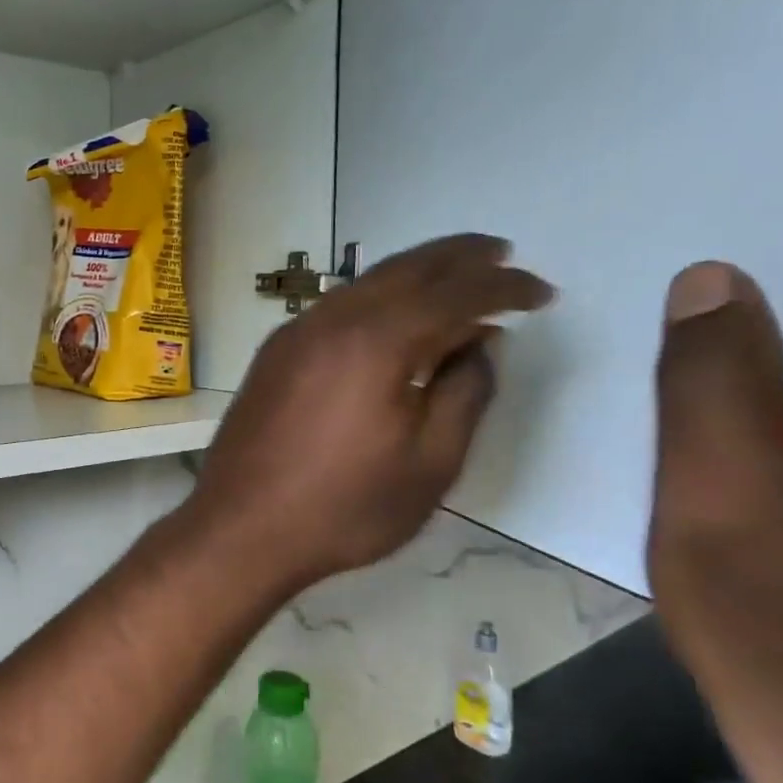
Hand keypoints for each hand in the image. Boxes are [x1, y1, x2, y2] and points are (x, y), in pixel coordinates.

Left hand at [182, 234, 552, 594]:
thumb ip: (465, 394)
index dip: (504, 288)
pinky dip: (376, 300)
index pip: (455, 294)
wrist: (240, 528)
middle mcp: (332, 320)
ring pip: (366, 284)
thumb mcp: (430, 463)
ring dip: (415, 274)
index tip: (542, 293)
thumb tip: (481, 344)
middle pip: (406, 269)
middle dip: (459, 257)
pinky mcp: (274, 354)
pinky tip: (393, 321)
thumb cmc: (343, 508)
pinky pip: (337, 307)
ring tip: (456, 280)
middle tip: (502, 254)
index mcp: (376, 340)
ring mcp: (295, 334)